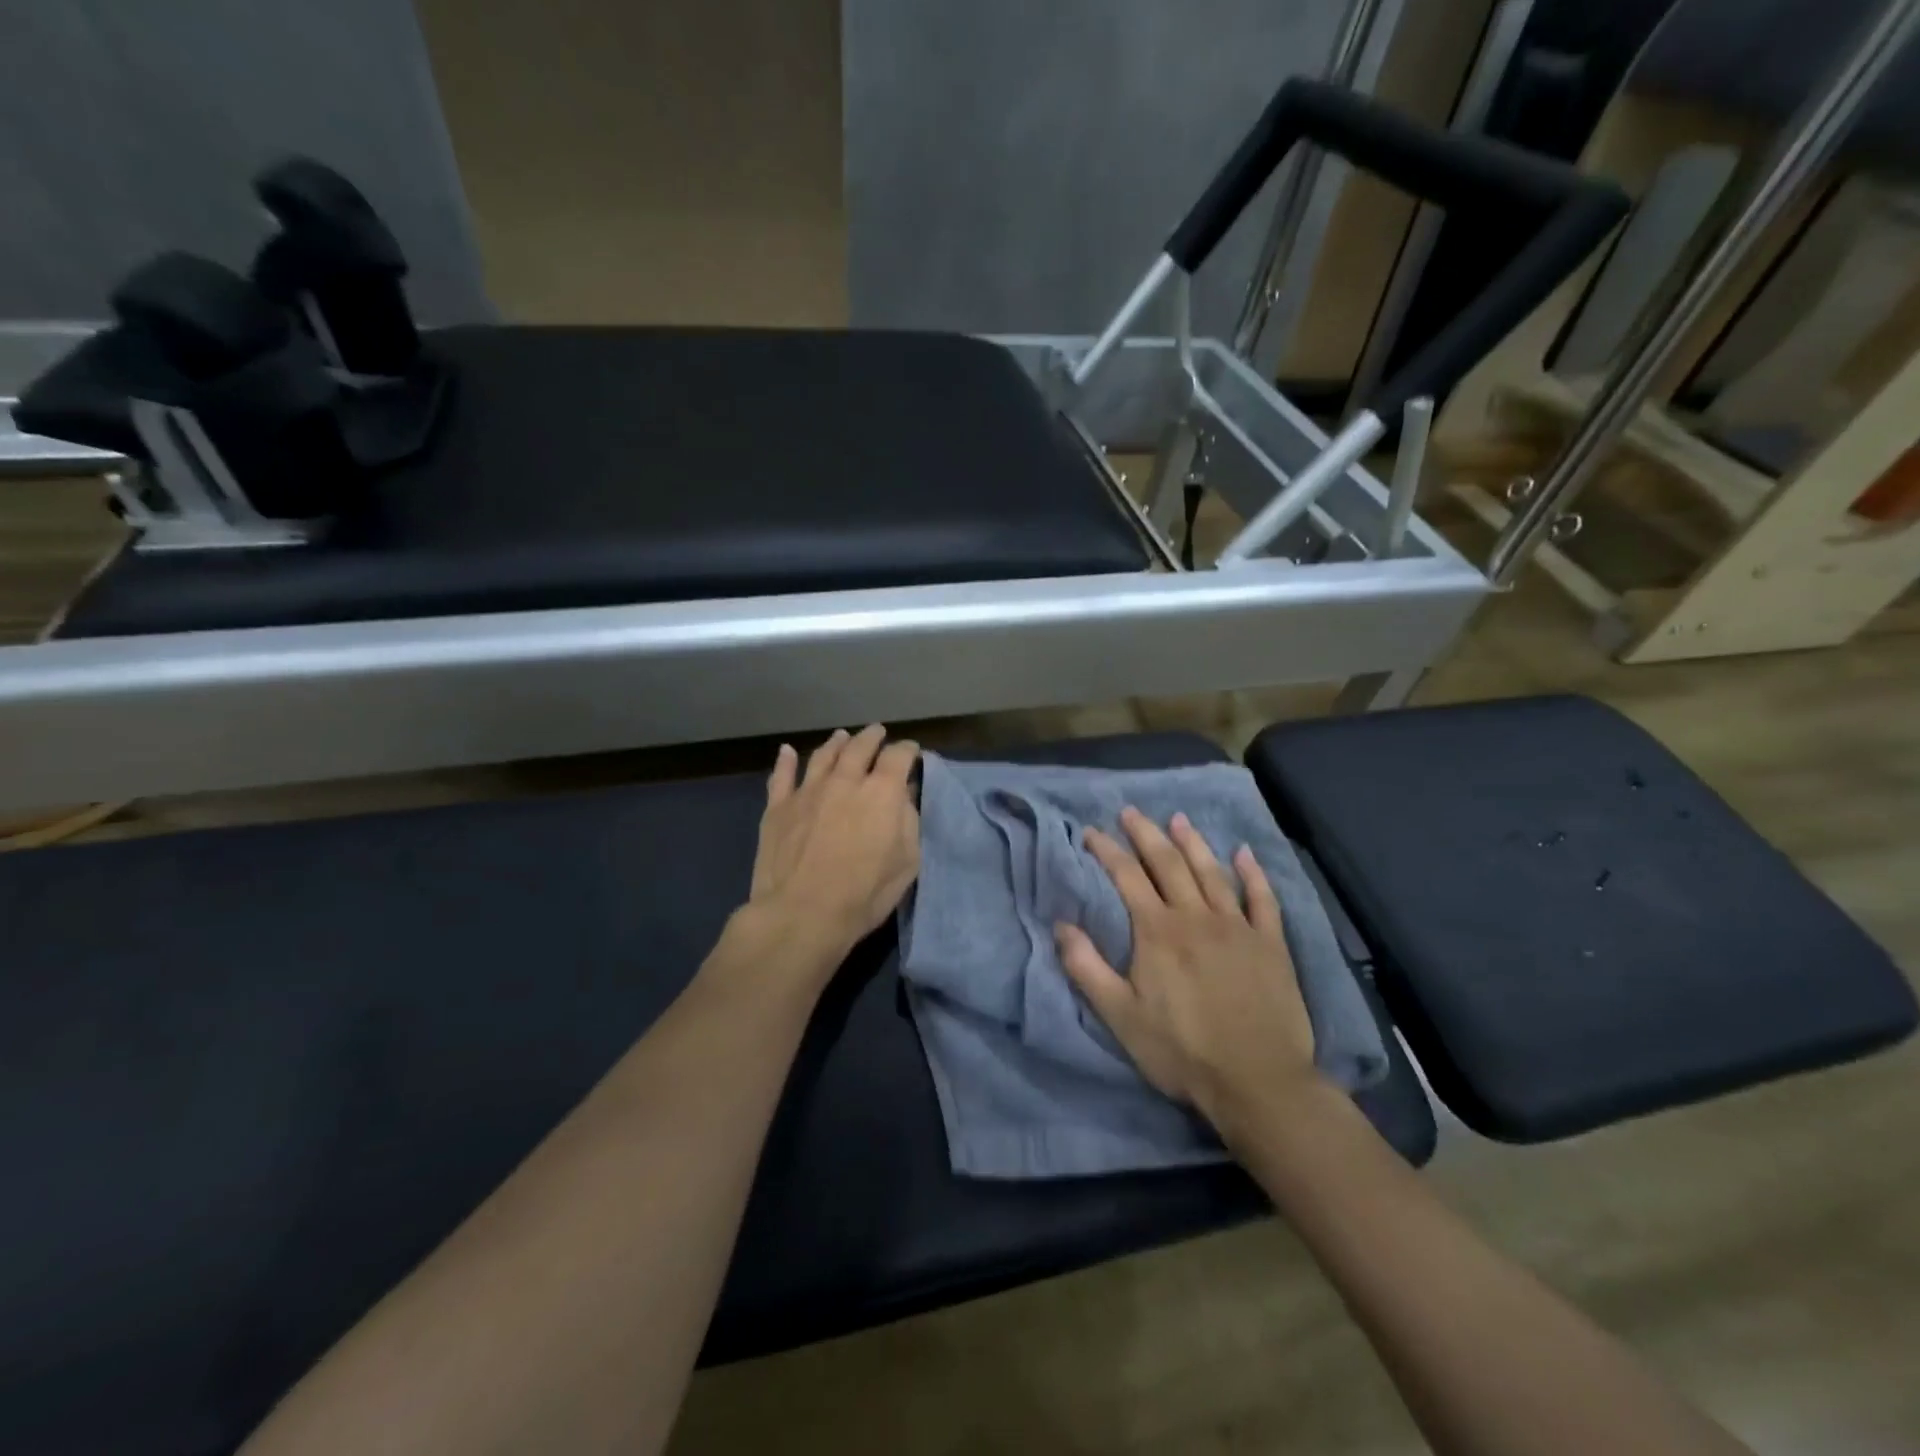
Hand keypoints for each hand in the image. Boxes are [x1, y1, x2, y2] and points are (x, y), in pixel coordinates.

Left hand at [745, 725, 920, 966]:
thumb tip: (903, 796)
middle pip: (860, 747)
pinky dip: (785, 761)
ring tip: (842, 737)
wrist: (802, 913)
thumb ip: (908, 822)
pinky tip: (786, 752)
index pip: (898, 757)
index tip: (911, 751)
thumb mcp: (906, 863)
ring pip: (823, 755)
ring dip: (836, 743)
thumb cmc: (864, 894)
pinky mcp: (778, 807)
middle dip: (872, 737)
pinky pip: (781, 776)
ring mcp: (807, 791)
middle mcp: (845, 781)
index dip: (907, 750)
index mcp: (881, 792)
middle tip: (878, 733)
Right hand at [1054, 807, 1319, 1136]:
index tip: (1091, 832)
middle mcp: (1196, 916)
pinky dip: (1253, 873)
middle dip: (1146, 834)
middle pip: (1168, 863)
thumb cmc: (1181, 1051)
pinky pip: (1262, 898)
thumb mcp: (1119, 1016)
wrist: (1257, 1081)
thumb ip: (1087, 968)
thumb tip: (1060, 924)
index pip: (1126, 876)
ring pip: (1212, 872)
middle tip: (1131, 812)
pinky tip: (1245, 853)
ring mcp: (1238, 926)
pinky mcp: (1271, 944)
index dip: (1107, 850)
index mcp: (1158, 931)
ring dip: (1193, 842)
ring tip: (1178, 819)